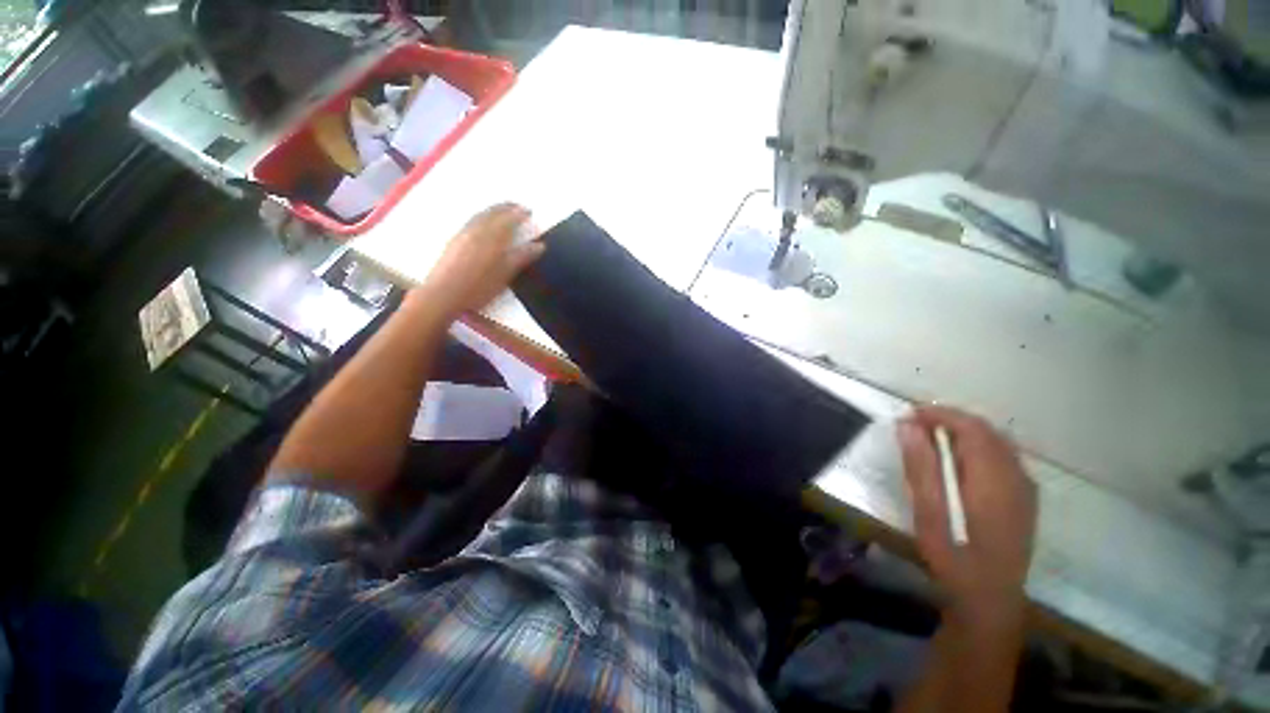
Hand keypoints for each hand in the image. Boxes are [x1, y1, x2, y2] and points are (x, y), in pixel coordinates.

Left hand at [418, 203, 543, 318]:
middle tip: (517, 206)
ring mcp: (463, 234)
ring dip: (493, 210)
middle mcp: (477, 230)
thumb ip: (522, 256)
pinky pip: (471, 221)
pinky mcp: (454, 241)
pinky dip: (482, 216)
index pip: (508, 219)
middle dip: (505, 208)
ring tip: (502, 210)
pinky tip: (483, 222)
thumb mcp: (506, 273)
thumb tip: (540, 245)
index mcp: (492, 236)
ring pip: (480, 215)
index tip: (529, 211)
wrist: (443, 294)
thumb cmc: (479, 286)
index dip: (519, 214)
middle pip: (492, 213)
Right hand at [899, 405, 1036, 623]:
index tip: (909, 414)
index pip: (971, 427)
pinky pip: (1003, 458)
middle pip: (987, 431)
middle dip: (951, 420)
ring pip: (997, 443)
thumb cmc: (953, 557)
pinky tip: (958, 461)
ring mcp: (1025, 489)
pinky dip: (978, 448)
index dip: (940, 414)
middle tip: (915, 425)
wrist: (989, 601)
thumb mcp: (928, 513)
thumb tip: (907, 426)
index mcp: (994, 478)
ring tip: (931, 438)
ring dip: (965, 433)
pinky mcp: (1025, 500)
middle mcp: (1017, 477)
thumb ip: (920, 466)